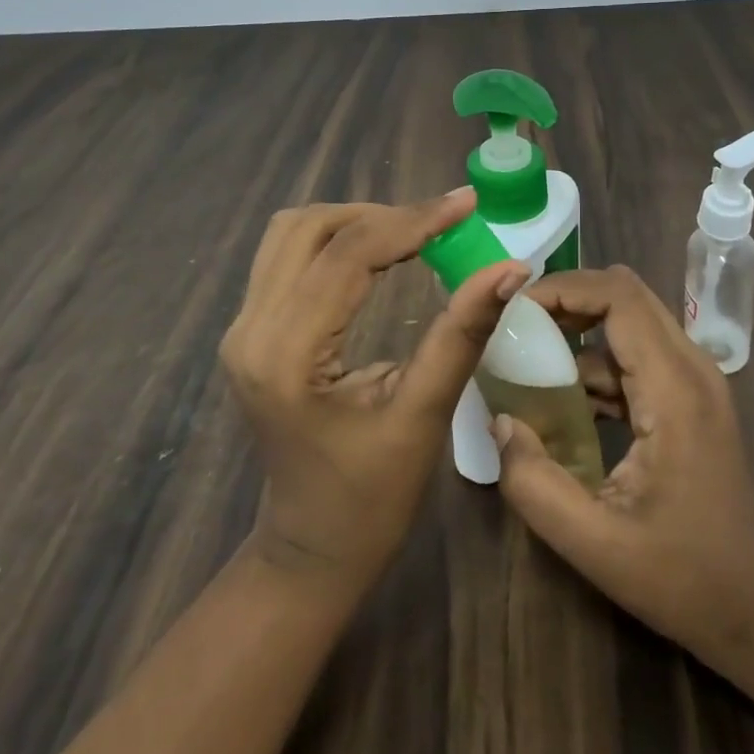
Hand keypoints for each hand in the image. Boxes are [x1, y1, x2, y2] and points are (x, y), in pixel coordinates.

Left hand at [221, 190, 527, 591]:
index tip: (467, 203)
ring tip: (414, 233)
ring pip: (292, 233)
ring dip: (355, 221)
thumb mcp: (422, 415)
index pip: (348, 254)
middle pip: (311, 228)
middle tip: (443, 224)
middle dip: (383, 215)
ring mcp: (242, 328)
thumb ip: (462, 334)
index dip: (414, 220)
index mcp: (286, 355)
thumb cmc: (370, 500)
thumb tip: (511, 268)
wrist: (309, 550)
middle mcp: (250, 330)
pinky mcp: (251, 330)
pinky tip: (378, 251)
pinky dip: (336, 240)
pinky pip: (287, 256)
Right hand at [492, 265, 753, 672]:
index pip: (619, 297)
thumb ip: (535, 483)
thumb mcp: (594, 542)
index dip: (564, 289)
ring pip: (631, 319)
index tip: (515, 312)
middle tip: (516, 328)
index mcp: (675, 390)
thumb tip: (501, 421)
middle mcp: (691, 367)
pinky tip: (562, 401)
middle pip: (625, 294)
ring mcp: (695, 380)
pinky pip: (637, 354)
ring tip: (527, 361)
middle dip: (567, 299)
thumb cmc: (682, 577)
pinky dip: (597, 361)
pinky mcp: (690, 397)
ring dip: (579, 329)